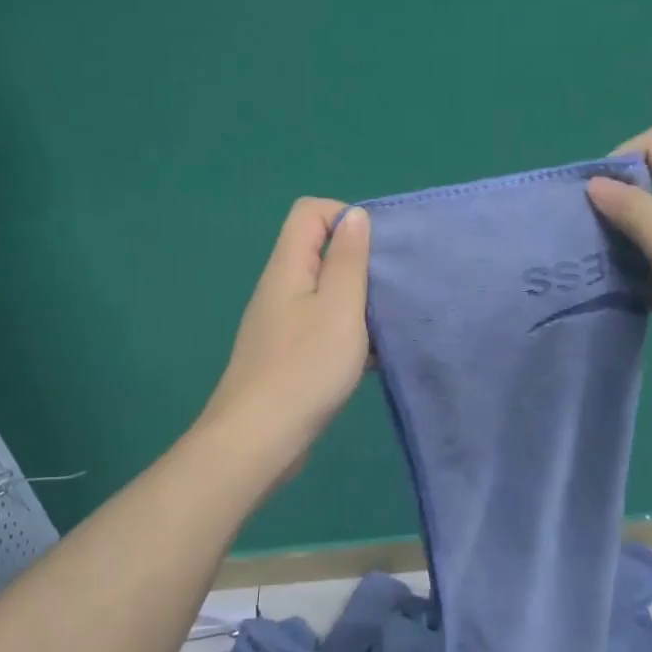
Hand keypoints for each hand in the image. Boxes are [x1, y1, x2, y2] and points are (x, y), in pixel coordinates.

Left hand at [199, 198, 371, 482]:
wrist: (259, 439)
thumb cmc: (305, 368)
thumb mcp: (340, 307)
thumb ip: (348, 260)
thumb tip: (355, 215)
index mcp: (288, 267)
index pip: (310, 212)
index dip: (346, 216)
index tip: (378, 250)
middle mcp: (280, 288)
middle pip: (320, 252)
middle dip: (360, 263)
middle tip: (392, 289)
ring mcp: (282, 324)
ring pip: (326, 294)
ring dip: (359, 303)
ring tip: (389, 324)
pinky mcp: (288, 355)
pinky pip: (323, 328)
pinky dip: (349, 335)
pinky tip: (373, 359)